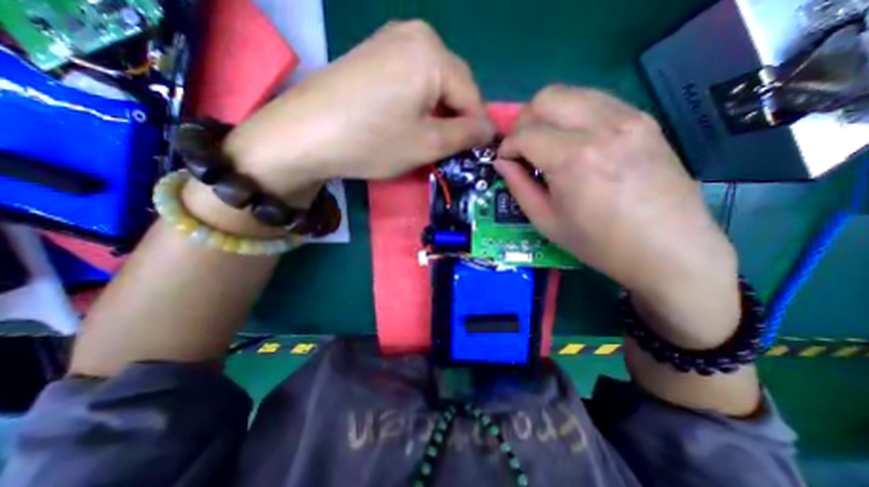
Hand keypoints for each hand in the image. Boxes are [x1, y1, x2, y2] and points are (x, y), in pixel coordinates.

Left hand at [220, 20, 494, 197]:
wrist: (305, 134)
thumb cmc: (372, 141)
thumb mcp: (427, 144)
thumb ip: (465, 135)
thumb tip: (488, 130)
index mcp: (433, 54)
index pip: (472, 95)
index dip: (478, 127)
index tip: (478, 152)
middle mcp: (416, 35)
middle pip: (453, 85)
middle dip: (456, 118)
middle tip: (451, 148)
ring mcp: (390, 40)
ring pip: (433, 82)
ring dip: (438, 112)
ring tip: (428, 137)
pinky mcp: (374, 53)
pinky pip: (412, 78)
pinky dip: (418, 103)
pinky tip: (407, 121)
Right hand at [499, 86, 735, 347]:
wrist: (668, 250)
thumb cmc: (598, 243)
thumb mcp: (546, 221)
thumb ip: (518, 186)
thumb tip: (502, 162)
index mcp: (573, 158)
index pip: (525, 133)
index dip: (507, 146)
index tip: (505, 161)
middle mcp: (600, 127)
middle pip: (546, 98)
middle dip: (524, 121)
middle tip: (523, 148)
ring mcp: (628, 118)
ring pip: (572, 93)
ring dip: (549, 115)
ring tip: (547, 144)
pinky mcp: (645, 120)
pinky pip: (597, 101)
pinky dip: (574, 115)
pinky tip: (575, 141)